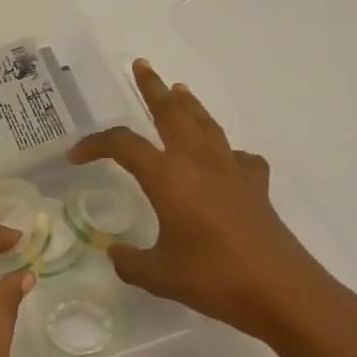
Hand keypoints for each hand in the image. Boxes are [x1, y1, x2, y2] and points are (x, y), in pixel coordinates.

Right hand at [69, 60, 356, 356]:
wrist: (280, 291)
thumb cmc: (213, 277)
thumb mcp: (158, 275)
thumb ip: (130, 262)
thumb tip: (116, 255)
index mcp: (167, 176)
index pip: (123, 145)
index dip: (95, 144)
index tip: (75, 156)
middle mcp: (198, 163)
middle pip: (171, 113)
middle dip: (153, 88)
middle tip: (141, 66)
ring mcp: (231, 172)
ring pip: (205, 125)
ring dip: (189, 104)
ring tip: (179, 89)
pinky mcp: (255, 187)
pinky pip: (238, 157)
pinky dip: (226, 150)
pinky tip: (223, 159)